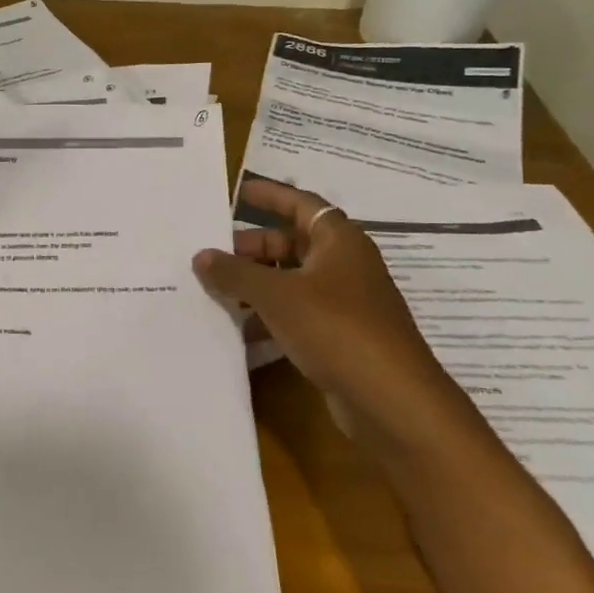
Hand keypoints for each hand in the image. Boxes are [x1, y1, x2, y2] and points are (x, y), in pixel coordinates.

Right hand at [193, 178, 482, 455]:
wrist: (393, 402)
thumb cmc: (336, 329)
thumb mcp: (277, 295)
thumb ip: (235, 273)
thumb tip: (201, 256)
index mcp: (338, 241)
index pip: (300, 203)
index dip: (269, 195)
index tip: (237, 190)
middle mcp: (343, 265)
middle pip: (290, 244)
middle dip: (250, 248)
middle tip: (210, 255)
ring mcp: (343, 303)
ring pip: (290, 281)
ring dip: (255, 284)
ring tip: (214, 291)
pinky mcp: (339, 337)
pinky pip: (295, 314)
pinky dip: (268, 315)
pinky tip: (238, 329)